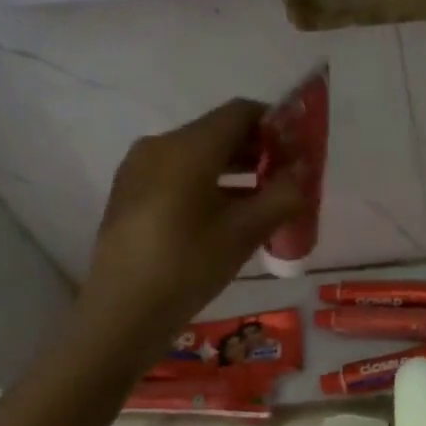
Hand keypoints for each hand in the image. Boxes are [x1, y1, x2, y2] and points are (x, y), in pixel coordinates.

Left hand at [74, 99, 304, 349]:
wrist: (122, 313)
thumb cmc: (188, 266)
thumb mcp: (245, 232)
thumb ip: (282, 195)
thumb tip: (303, 172)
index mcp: (188, 147)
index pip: (241, 113)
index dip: (275, 124)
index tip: (299, 151)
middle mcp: (160, 145)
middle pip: (218, 132)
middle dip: (257, 149)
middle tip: (287, 178)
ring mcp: (139, 168)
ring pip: (198, 154)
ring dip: (234, 168)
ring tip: (263, 199)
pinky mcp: (130, 192)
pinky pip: (177, 173)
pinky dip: (208, 182)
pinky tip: (226, 215)